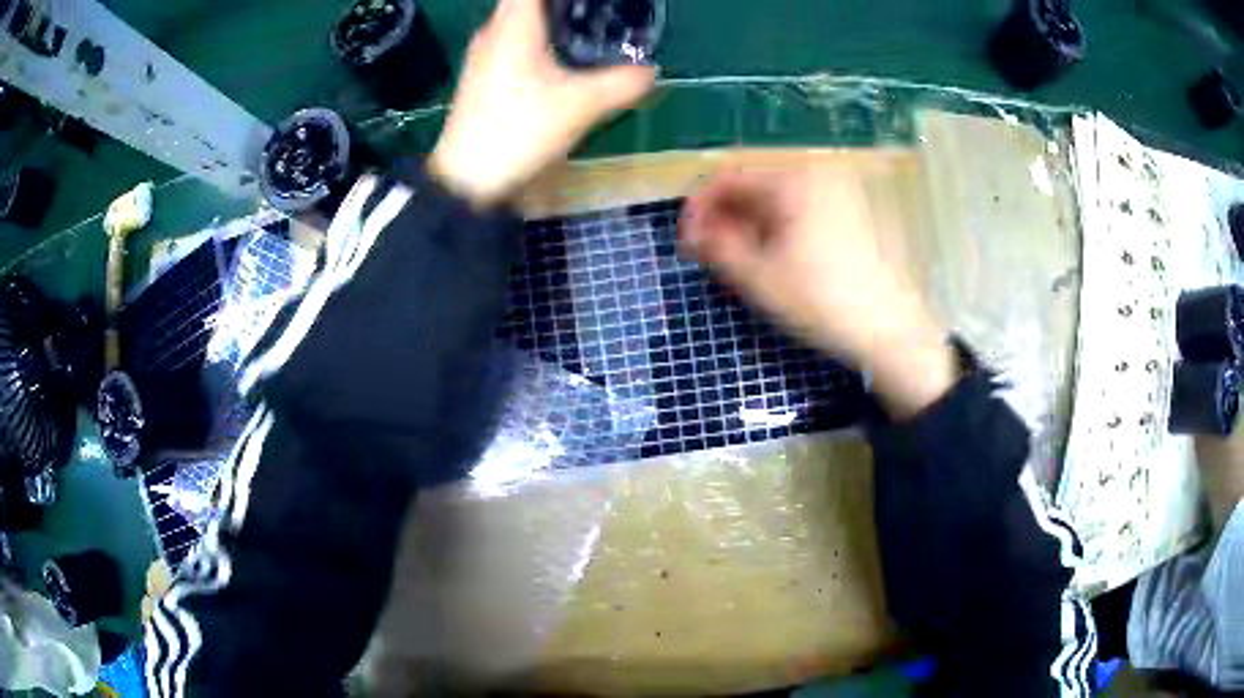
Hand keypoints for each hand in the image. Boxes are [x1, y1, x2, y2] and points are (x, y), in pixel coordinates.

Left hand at [428, 0, 655, 206]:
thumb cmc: (520, 130)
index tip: (595, 3)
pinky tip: (560, 59)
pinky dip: (538, 38)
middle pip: (527, 1)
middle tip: (598, 14)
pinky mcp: (481, 76)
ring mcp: (483, 54)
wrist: (468, 180)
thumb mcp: (581, 105)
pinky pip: (513, 41)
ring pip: (519, 20)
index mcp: (514, 24)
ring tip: (586, 29)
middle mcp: (493, 31)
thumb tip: (652, 71)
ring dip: (550, 19)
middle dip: (563, 5)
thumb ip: (624, 83)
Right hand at [680, 165, 957, 417]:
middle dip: (726, 215)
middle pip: (755, 183)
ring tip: (739, 258)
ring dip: (751, 221)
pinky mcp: (854, 211)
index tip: (686, 239)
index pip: (729, 177)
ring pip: (778, 196)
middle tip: (709, 252)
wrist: (891, 331)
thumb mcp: (758, 277)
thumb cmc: (821, 302)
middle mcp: (818, 172)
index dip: (700, 206)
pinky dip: (779, 225)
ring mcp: (840, 190)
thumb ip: (716, 246)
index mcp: (793, 178)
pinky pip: (802, 207)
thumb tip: (692, 230)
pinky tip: (775, 255)